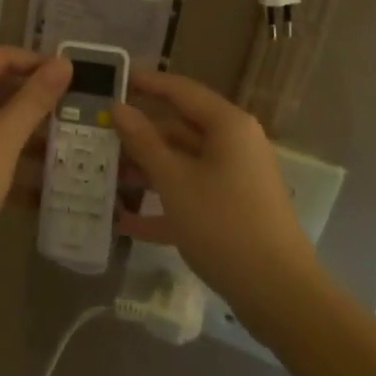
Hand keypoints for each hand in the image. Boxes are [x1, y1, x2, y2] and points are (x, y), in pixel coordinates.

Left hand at [0, 46, 70, 282]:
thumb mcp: (4, 137)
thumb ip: (35, 99)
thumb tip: (64, 63)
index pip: (0, 56)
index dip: (36, 62)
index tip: (73, 75)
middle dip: (33, 98)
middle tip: (73, 107)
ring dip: (25, 128)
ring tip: (66, 140)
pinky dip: (8, 152)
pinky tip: (42, 177)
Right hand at [111, 70, 317, 314]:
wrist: (279, 294)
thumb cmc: (223, 225)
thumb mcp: (175, 181)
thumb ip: (144, 142)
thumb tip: (118, 107)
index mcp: (227, 125)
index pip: (179, 90)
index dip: (144, 82)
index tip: (111, 80)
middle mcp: (233, 144)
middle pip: (179, 127)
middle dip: (138, 134)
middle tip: (97, 134)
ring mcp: (234, 178)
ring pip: (182, 162)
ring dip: (145, 170)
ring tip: (103, 176)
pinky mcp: (232, 210)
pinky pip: (191, 194)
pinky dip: (162, 204)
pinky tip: (125, 222)